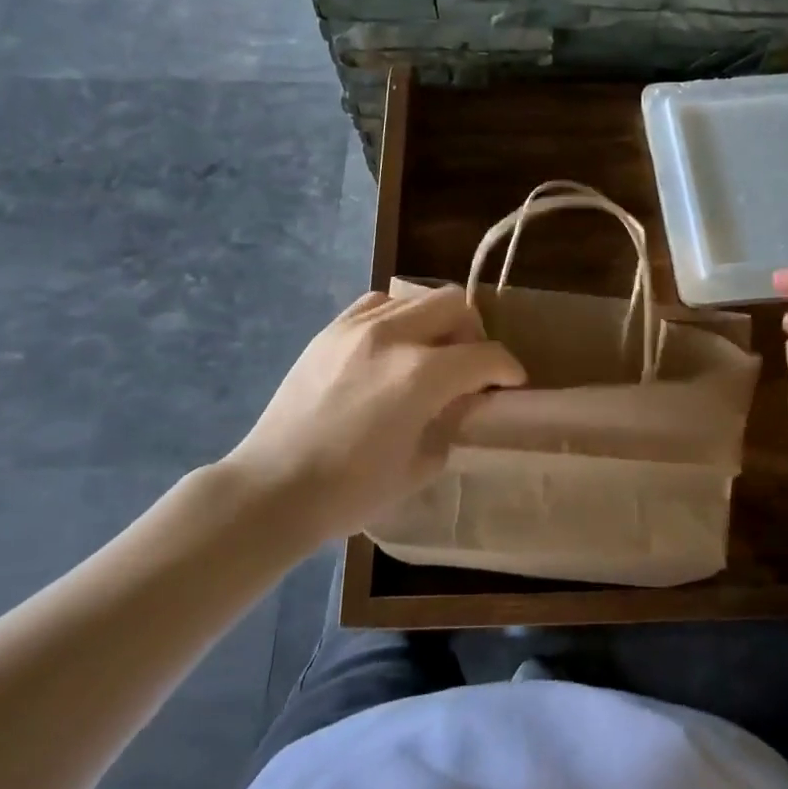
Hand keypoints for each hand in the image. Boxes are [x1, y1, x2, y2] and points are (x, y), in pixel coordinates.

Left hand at [219, 286, 525, 541]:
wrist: (274, 488)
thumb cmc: (352, 490)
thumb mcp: (421, 464)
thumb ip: (453, 422)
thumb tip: (466, 399)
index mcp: (421, 375)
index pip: (484, 355)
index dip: (508, 368)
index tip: (512, 382)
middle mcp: (393, 336)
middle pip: (454, 304)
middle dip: (475, 333)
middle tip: (471, 365)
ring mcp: (356, 327)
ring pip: (416, 298)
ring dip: (436, 322)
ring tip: (430, 353)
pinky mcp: (330, 330)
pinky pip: (377, 303)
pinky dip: (397, 317)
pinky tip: (392, 346)